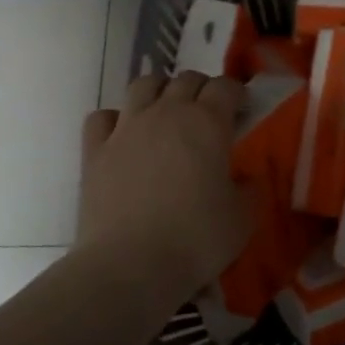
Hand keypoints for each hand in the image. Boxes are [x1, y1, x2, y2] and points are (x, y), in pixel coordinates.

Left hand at [78, 71, 251, 303]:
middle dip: (202, 89)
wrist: (129, 265)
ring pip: (143, 85)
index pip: (225, 87)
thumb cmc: (196, 239)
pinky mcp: (95, 150)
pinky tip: (123, 135)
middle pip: (186, 80)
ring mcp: (126, 128)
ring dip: (160, 91)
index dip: (236, 93)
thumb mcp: (243, 219)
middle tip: (209, 113)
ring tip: (166, 112)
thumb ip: (249, 190)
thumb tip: (245, 179)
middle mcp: (166, 113)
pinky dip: (115, 119)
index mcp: (207, 123)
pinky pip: (103, 117)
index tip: (243, 109)